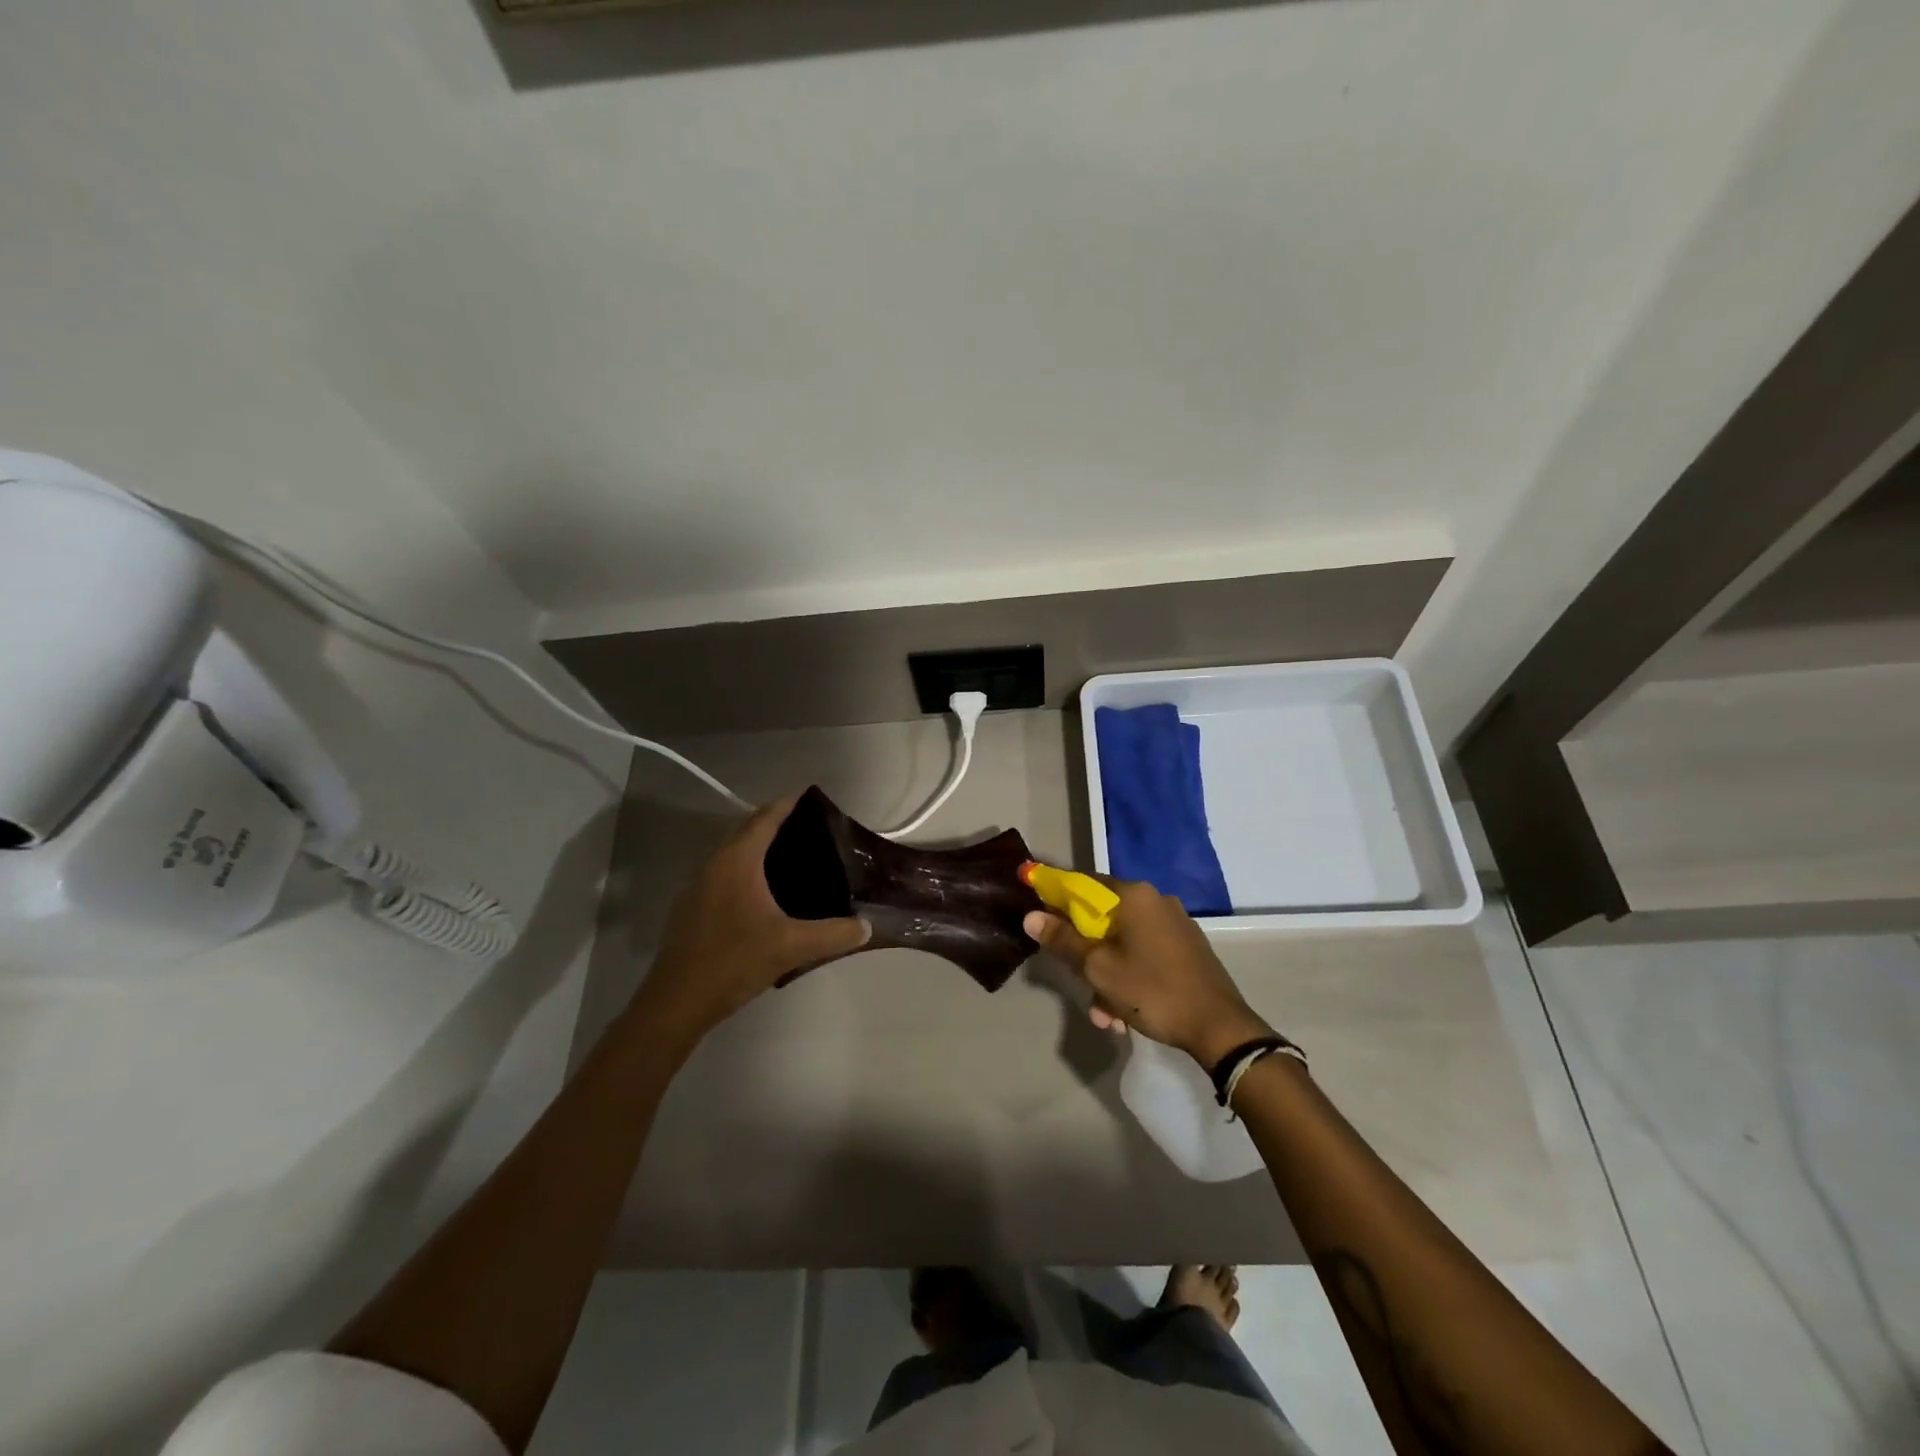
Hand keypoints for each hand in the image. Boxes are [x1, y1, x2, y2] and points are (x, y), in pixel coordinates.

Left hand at [634, 794, 870, 1044]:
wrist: (675, 1003)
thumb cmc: (733, 962)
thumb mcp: (791, 947)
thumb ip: (833, 934)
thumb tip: (867, 926)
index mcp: (737, 861)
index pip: (766, 817)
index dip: (789, 803)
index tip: (814, 797)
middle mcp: (714, 863)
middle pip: (748, 829)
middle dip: (778, 822)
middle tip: (814, 828)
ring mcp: (699, 885)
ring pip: (734, 851)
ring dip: (761, 846)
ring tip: (796, 856)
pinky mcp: (693, 906)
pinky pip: (725, 872)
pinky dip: (748, 868)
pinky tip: (767, 892)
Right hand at [1025, 882, 1273, 1067]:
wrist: (1219, 1027)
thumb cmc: (1152, 990)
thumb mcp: (1099, 968)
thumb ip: (1063, 939)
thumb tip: (1031, 916)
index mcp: (1135, 896)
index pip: (1084, 883)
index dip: (1058, 898)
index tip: (1041, 917)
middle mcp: (1156, 901)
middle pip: (1103, 917)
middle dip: (1086, 953)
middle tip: (1078, 983)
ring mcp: (1175, 924)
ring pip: (1124, 942)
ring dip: (1107, 975)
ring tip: (1105, 1015)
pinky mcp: (1187, 948)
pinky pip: (1145, 954)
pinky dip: (1130, 977)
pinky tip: (1125, 1013)